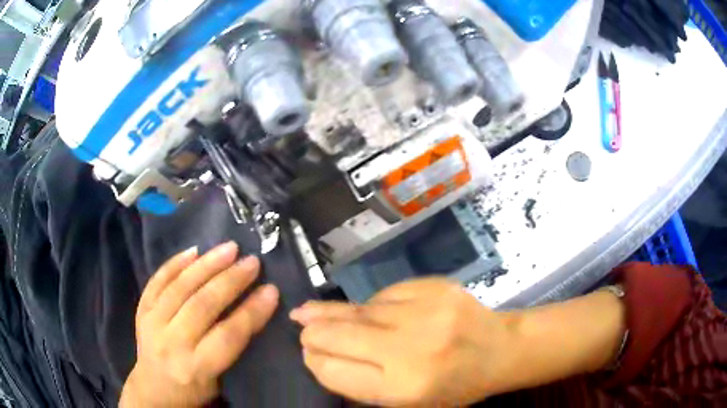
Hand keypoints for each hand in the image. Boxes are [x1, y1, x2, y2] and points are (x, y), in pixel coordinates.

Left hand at [121, 242, 279, 407]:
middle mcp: (171, 343)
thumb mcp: (218, 379)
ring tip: (228, 249)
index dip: (251, 312)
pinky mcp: (141, 309)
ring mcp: (152, 323)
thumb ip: (232, 347)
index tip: (271, 290)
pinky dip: (175, 263)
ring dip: (206, 265)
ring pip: (180, 288)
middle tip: (252, 262)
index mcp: (195, 368)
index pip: (227, 336)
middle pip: (202, 306)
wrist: (154, 389)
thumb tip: (254, 308)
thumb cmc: (194, 389)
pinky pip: (157, 280)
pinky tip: (194, 251)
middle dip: (230, 281)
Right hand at [290, 278, 515, 405]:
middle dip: (312, 332)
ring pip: (358, 310)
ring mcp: (423, 312)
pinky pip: (383, 295)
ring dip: (335, 314)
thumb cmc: (454, 386)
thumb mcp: (408, 402)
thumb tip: (318, 356)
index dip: (313, 360)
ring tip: (311, 312)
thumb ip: (361, 383)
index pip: (333, 370)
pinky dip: (372, 305)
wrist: (500, 350)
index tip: (307, 353)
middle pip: (337, 335)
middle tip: (300, 325)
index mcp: (402, 388)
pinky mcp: (432, 287)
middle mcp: (410, 349)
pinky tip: (369, 312)